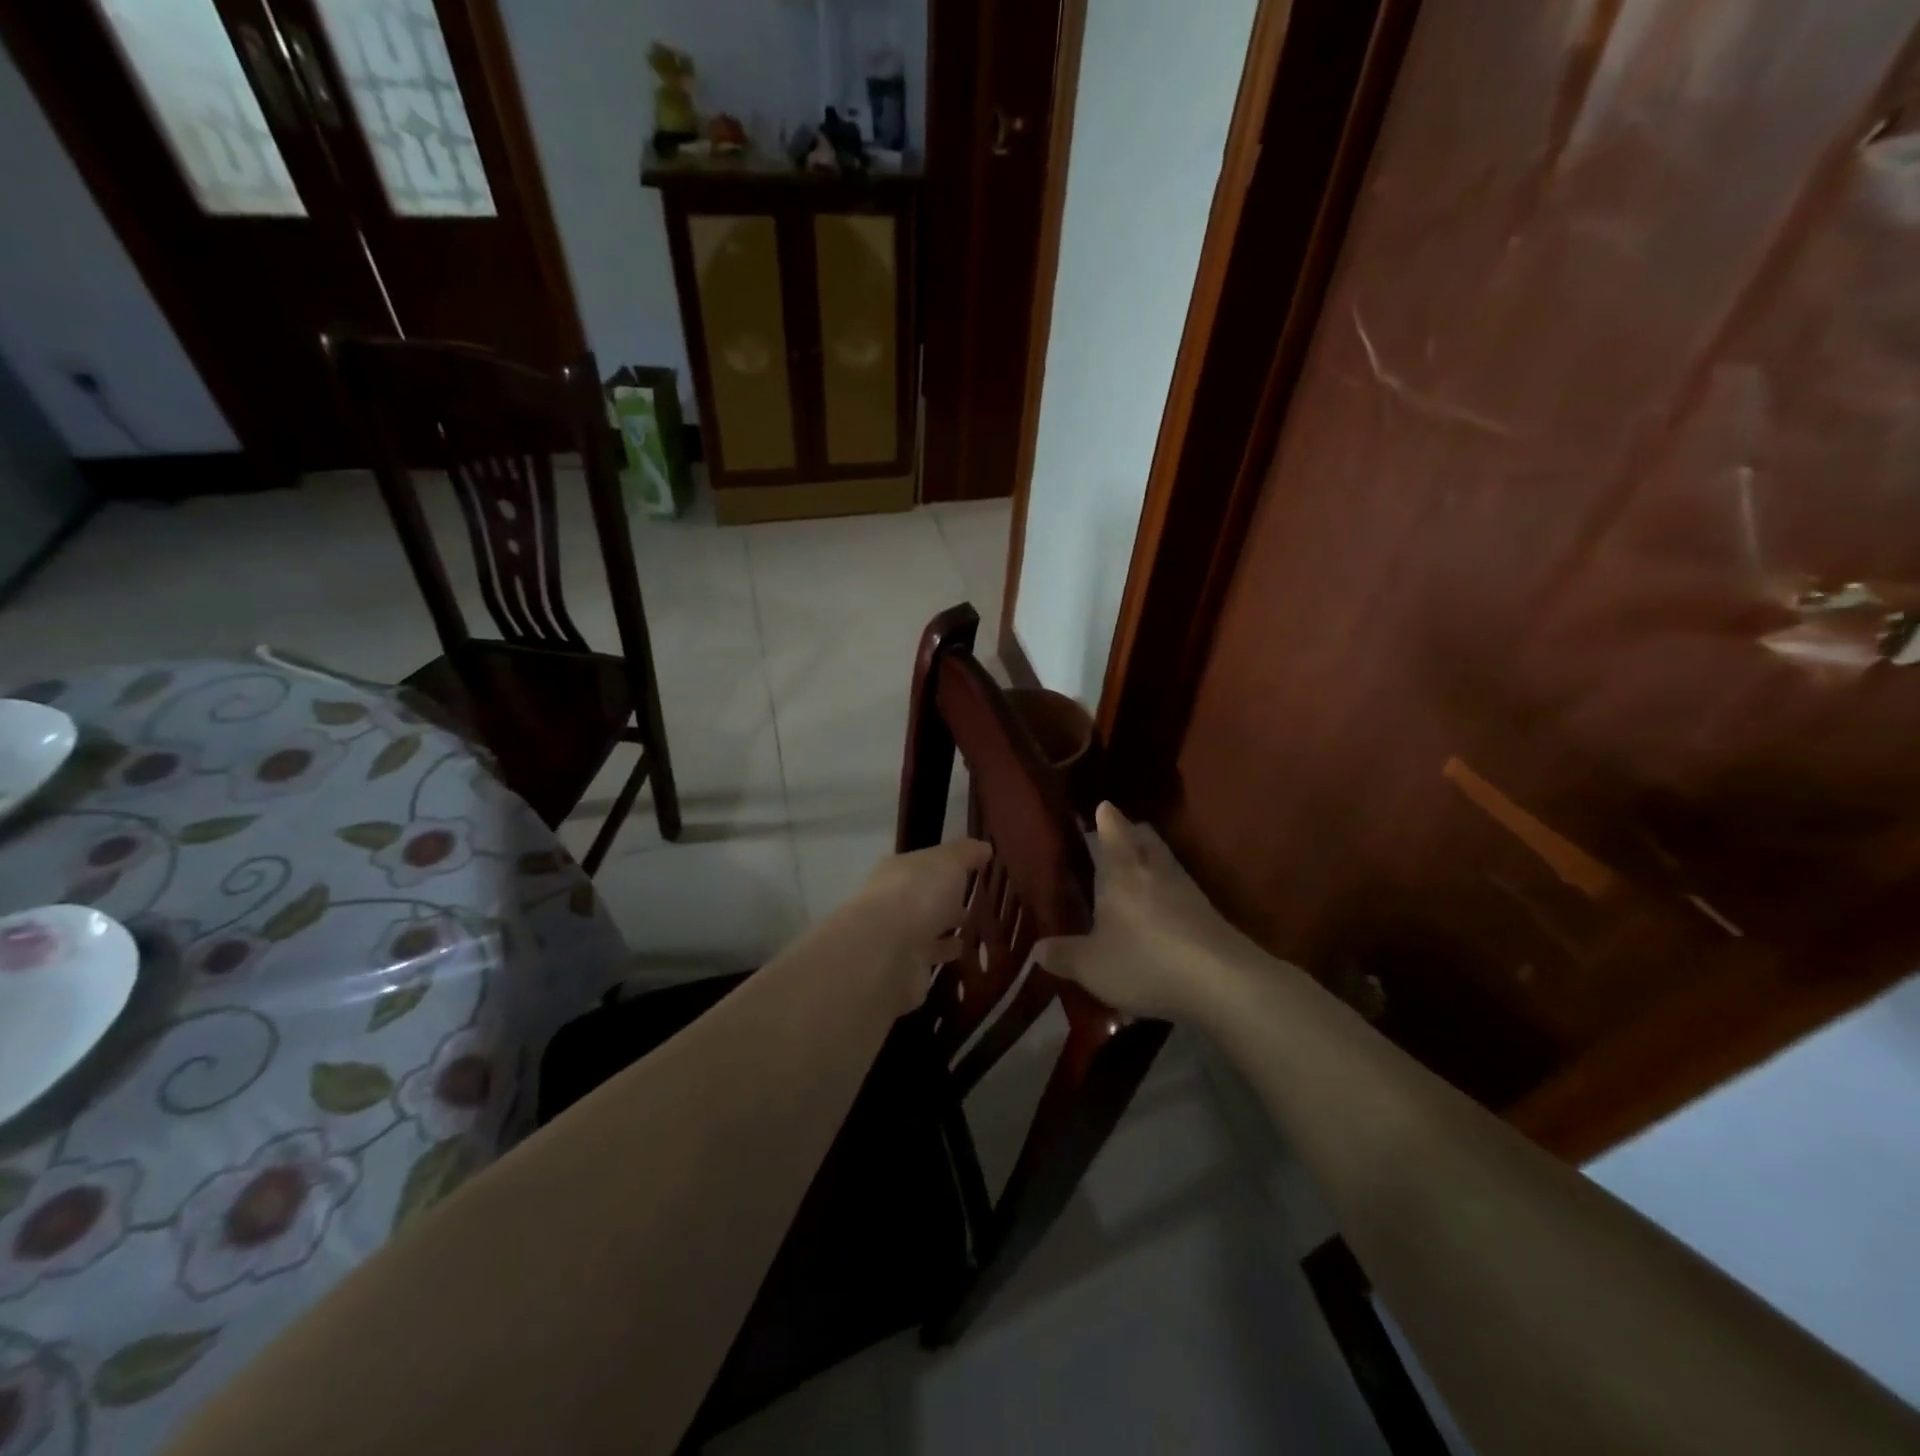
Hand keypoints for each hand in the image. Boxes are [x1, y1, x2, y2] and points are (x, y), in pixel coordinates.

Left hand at [851, 837, 991, 1009]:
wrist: (889, 951)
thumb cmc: (919, 894)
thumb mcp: (949, 862)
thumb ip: (966, 853)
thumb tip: (984, 846)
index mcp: (898, 871)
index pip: (923, 864)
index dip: (945, 865)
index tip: (970, 868)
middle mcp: (892, 901)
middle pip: (922, 897)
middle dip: (943, 898)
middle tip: (970, 900)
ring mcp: (896, 936)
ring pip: (924, 928)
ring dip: (943, 927)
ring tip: (970, 926)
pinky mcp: (904, 968)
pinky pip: (928, 956)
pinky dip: (943, 953)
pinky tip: (962, 951)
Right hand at [1040, 803, 1250, 1018]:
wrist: (1222, 982)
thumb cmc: (1144, 960)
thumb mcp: (1091, 965)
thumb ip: (1063, 955)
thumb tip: (1037, 950)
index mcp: (1122, 869)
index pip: (1113, 829)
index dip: (1106, 816)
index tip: (1101, 806)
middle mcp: (1155, 869)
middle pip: (1145, 838)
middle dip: (1131, 834)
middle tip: (1116, 838)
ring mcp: (1187, 889)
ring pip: (1165, 862)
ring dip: (1151, 862)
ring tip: (1135, 876)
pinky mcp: (1208, 914)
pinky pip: (1181, 891)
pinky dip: (1167, 893)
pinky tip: (1160, 914)